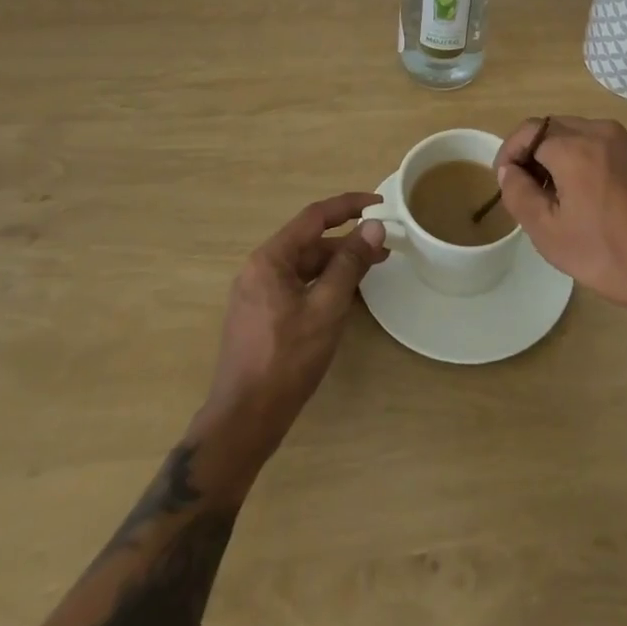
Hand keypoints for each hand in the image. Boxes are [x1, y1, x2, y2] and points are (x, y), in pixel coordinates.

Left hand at [200, 193, 389, 460]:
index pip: (314, 216)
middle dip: (347, 241)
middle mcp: (259, 268)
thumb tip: (373, 226)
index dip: (349, 205)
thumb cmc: (286, 360)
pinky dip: (322, 284)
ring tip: (370, 269)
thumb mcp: (326, 309)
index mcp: (270, 259)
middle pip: (309, 242)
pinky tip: (344, 296)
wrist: (243, 422)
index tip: (379, 203)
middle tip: (383, 246)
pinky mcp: (260, 316)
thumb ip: (349, 264)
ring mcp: (257, 294)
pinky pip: (296, 286)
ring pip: (304, 266)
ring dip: (336, 264)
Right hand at [494, 116, 626, 315]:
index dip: (509, 153)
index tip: (505, 182)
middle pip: (551, 128)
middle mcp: (599, 131)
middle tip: (525, 191)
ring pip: (575, 134)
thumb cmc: (609, 254)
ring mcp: (623, 142)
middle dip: (532, 153)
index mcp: (575, 146)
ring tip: (552, 197)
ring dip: (555, 156)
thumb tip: (509, 171)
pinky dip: (579, 159)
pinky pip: (596, 145)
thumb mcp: (550, 233)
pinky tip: (582, 196)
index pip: (528, 131)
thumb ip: (520, 195)